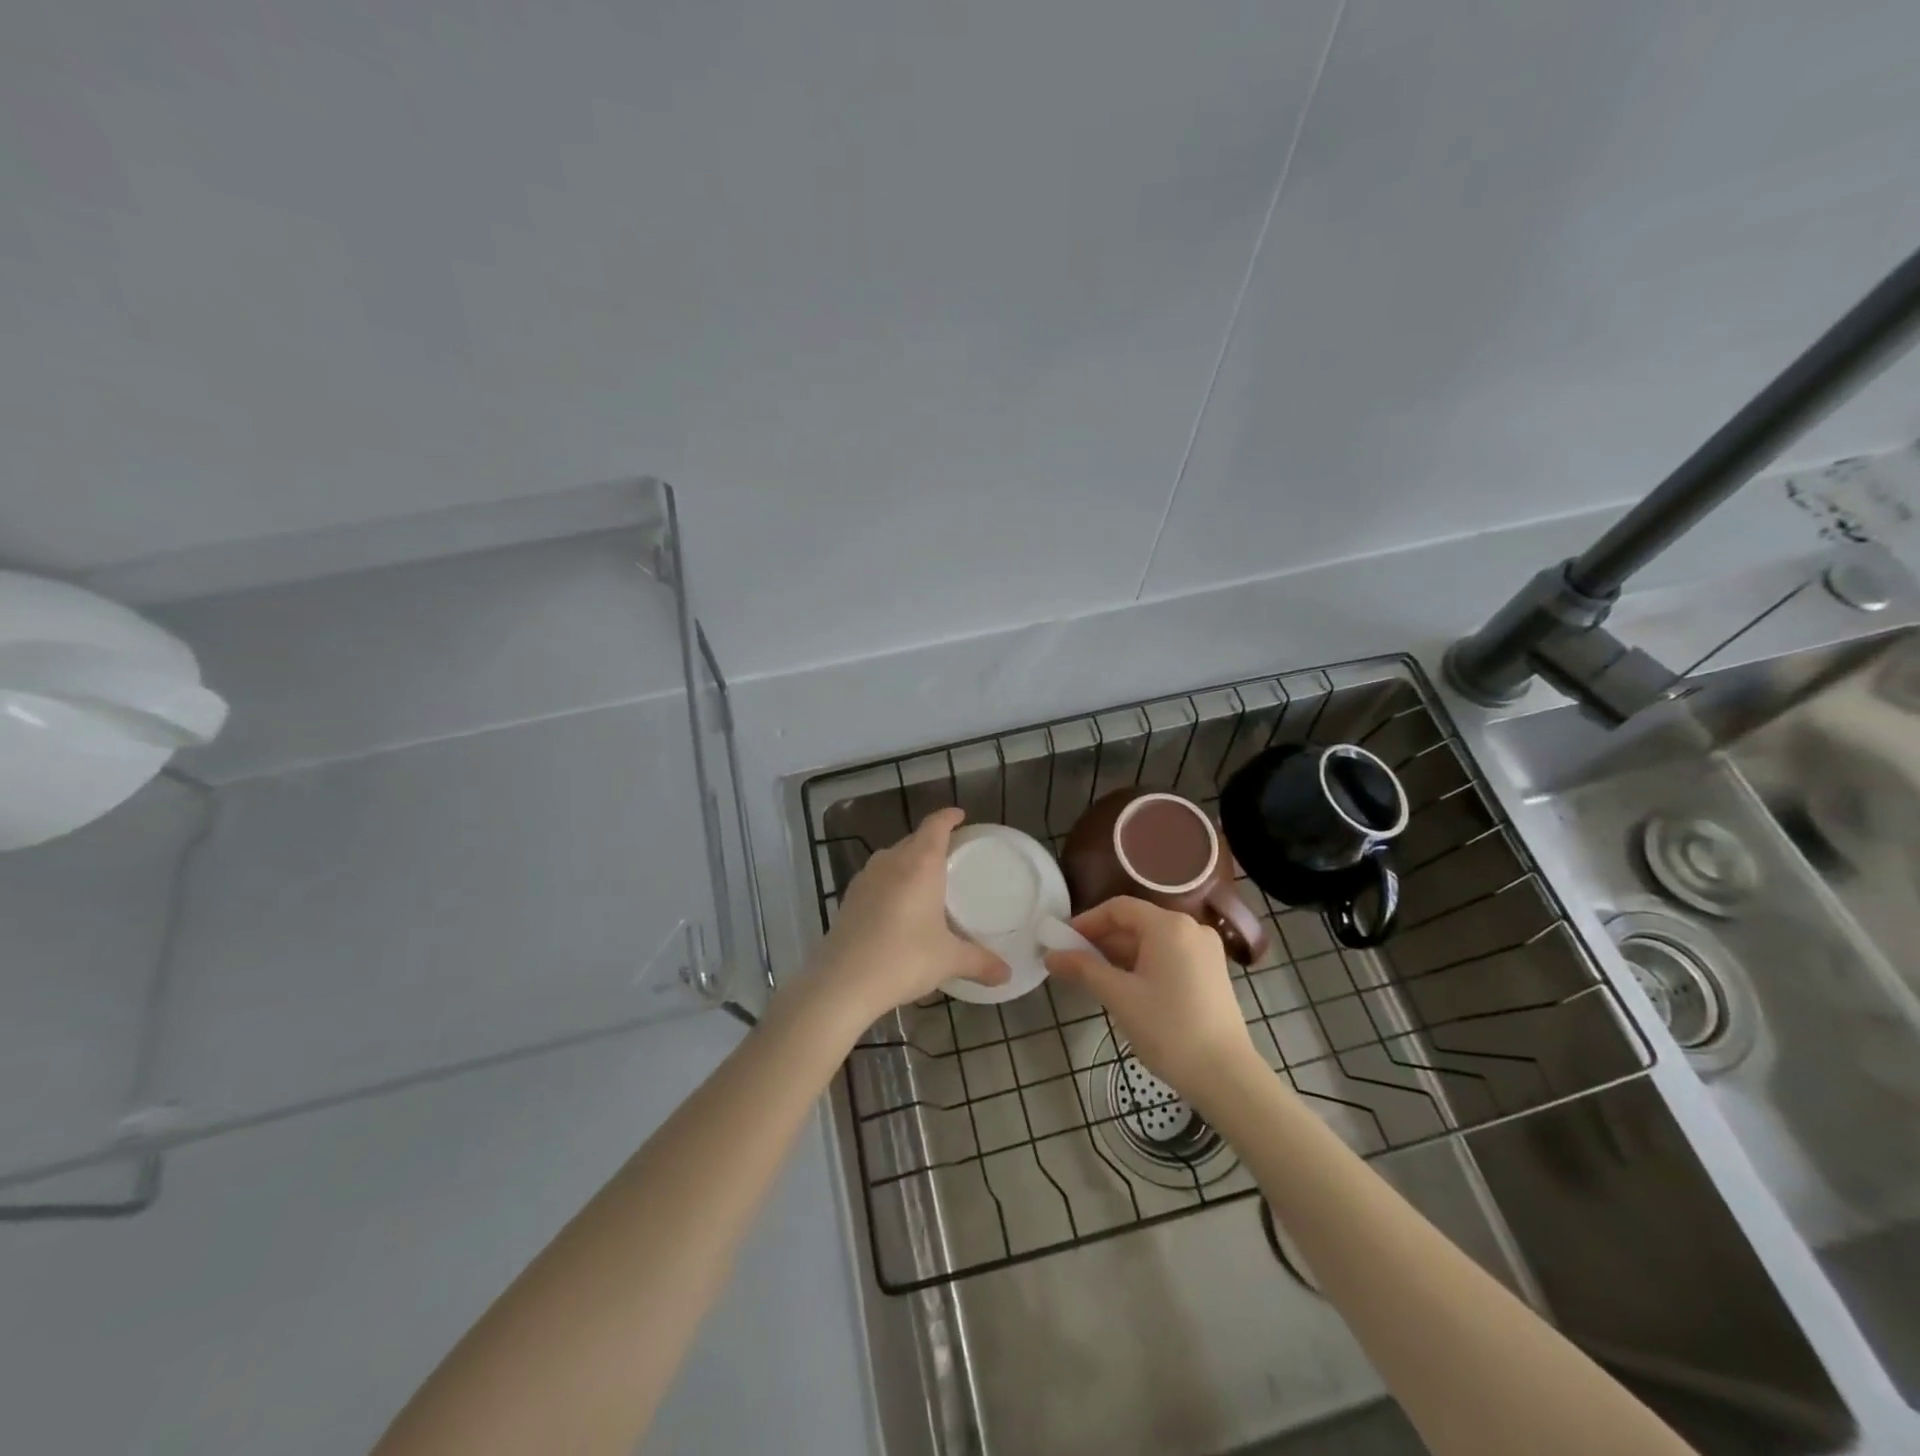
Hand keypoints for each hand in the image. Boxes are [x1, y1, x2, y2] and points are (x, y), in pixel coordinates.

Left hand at [808, 808, 1008, 1026]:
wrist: (843, 981)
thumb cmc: (904, 959)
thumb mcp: (948, 960)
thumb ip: (980, 962)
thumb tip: (1007, 974)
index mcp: (920, 864)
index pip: (935, 826)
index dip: (948, 817)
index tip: (959, 816)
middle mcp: (891, 862)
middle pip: (914, 839)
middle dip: (931, 841)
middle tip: (951, 853)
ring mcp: (866, 878)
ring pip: (892, 857)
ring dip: (909, 860)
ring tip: (925, 878)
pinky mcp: (849, 898)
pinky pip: (877, 878)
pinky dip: (891, 881)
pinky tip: (897, 904)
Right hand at [1045, 897, 1259, 1100]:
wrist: (1225, 1076)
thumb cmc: (1168, 1029)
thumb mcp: (1119, 996)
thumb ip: (1083, 969)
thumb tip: (1050, 956)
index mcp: (1169, 926)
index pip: (1119, 908)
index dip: (1087, 921)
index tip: (1062, 942)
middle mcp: (1191, 928)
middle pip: (1137, 923)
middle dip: (1102, 940)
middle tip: (1073, 963)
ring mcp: (1205, 951)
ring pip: (1152, 942)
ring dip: (1121, 955)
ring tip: (1094, 978)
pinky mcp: (1211, 972)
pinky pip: (1169, 956)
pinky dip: (1143, 965)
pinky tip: (1126, 987)